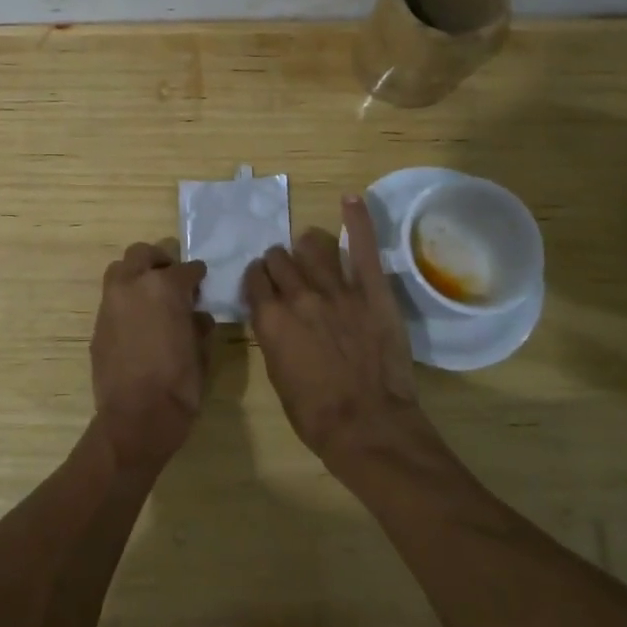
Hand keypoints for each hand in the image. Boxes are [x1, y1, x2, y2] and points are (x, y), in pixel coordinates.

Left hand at [90, 241, 211, 474]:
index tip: (201, 282)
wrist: (137, 417)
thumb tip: (197, 316)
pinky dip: (125, 302)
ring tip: (151, 298)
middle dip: (159, 262)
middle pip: (142, 254)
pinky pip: (112, 300)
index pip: (186, 269)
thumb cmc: (179, 384)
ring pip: (120, 271)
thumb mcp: (201, 351)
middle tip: (172, 279)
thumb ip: (198, 325)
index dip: (197, 275)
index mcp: (165, 287)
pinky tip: (138, 324)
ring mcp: (110, 303)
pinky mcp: (97, 324)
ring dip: (136, 276)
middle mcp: (133, 285)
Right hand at [243, 196, 434, 470]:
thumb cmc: (316, 415)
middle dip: (279, 262)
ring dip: (306, 247)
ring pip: (312, 246)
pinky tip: (351, 199)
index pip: (255, 278)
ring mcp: (337, 289)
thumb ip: (273, 336)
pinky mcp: (371, 291)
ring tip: (311, 250)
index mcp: (270, 319)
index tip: (263, 283)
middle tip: (287, 272)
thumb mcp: (278, 376)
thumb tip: (275, 318)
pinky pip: (362, 247)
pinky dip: (357, 220)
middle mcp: (298, 296)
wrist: (368, 427)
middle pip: (280, 259)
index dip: (258, 278)